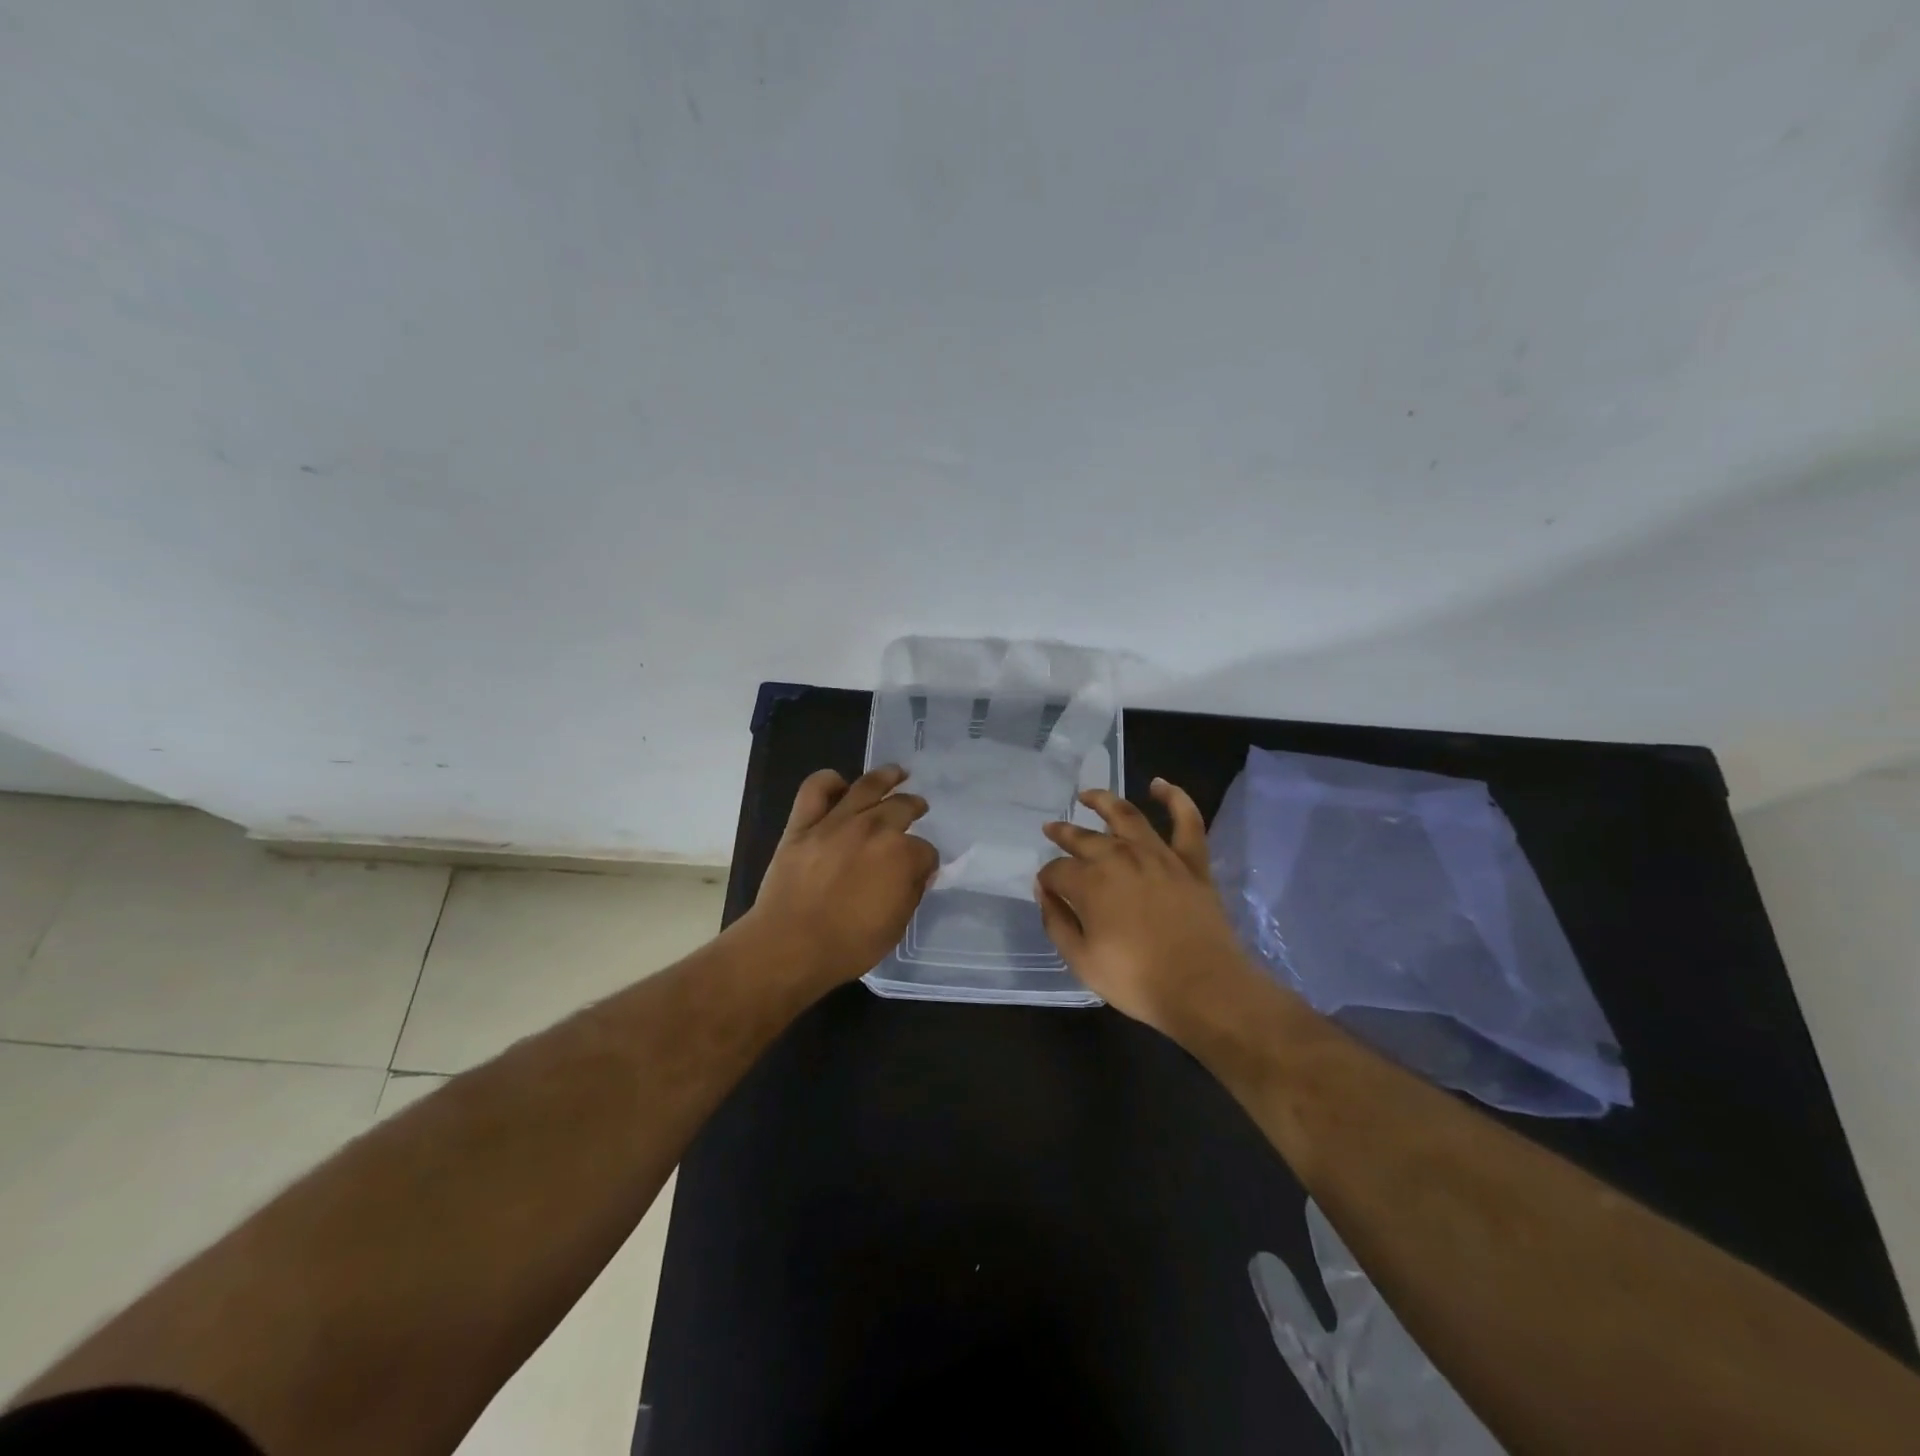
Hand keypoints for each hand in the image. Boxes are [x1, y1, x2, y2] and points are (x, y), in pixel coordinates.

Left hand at [744, 764, 939, 992]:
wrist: (789, 946)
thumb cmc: (848, 946)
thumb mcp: (896, 927)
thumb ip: (911, 893)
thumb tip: (917, 873)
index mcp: (902, 855)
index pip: (925, 850)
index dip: (925, 860)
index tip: (921, 868)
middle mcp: (874, 829)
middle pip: (902, 807)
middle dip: (914, 806)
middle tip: (918, 806)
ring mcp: (836, 822)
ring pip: (866, 786)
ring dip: (887, 776)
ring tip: (897, 772)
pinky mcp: (802, 824)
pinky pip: (815, 789)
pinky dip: (828, 781)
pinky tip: (839, 783)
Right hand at [1035, 779, 1258, 1033]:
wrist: (1203, 988)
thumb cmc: (1137, 980)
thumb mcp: (1082, 961)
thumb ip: (1057, 923)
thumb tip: (1044, 893)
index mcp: (1090, 883)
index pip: (1057, 871)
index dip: (1047, 878)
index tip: (1045, 888)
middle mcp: (1120, 858)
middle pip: (1084, 838)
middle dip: (1063, 833)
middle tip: (1051, 829)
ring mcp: (1158, 855)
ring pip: (1127, 816)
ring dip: (1103, 801)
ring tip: (1087, 795)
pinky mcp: (1191, 862)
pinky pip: (1186, 821)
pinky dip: (1174, 798)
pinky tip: (1160, 785)